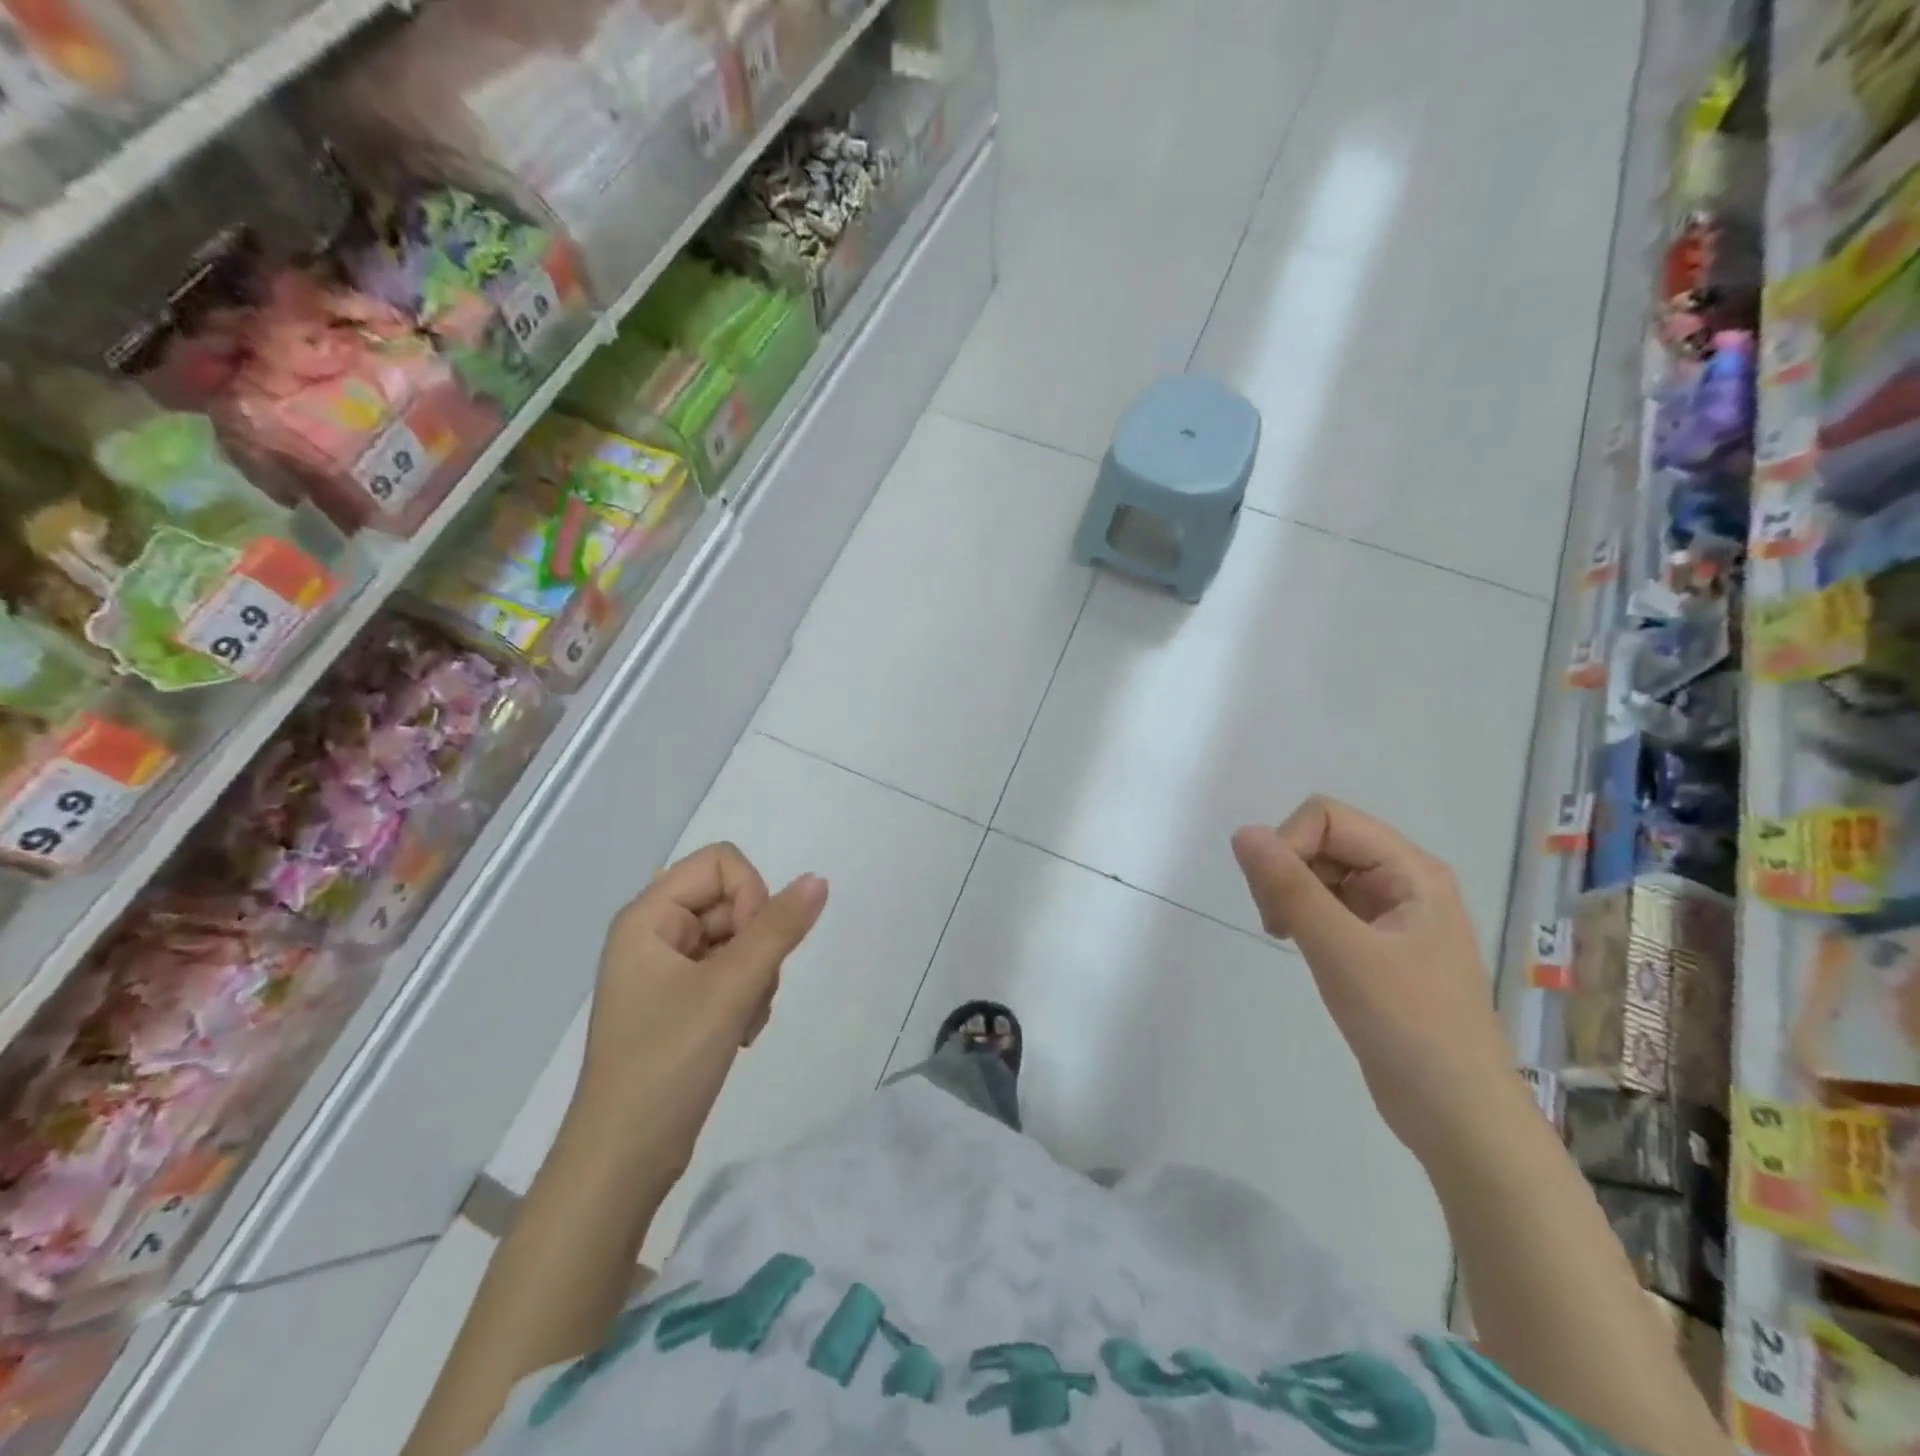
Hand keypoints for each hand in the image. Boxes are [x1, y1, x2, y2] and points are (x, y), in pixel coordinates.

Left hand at [573, 843, 828, 1179]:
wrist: (623, 1160)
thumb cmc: (667, 1064)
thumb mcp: (729, 989)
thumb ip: (778, 929)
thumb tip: (818, 879)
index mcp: (648, 916)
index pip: (722, 863)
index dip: (751, 896)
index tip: (751, 948)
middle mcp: (654, 933)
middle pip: (733, 900)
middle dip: (756, 944)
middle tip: (749, 993)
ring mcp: (666, 969)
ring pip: (739, 938)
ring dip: (757, 975)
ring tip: (743, 1021)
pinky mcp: (679, 1000)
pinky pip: (730, 971)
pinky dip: (747, 995)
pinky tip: (741, 1034)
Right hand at [1232, 797, 1522, 1167]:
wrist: (1457, 1117)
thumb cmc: (1408, 1027)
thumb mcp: (1341, 952)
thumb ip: (1289, 888)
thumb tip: (1243, 833)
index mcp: (1410, 870)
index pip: (1327, 817)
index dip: (1288, 844)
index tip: (1274, 899)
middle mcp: (1403, 881)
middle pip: (1322, 839)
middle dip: (1287, 870)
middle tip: (1277, 923)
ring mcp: (1390, 914)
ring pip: (1319, 872)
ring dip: (1290, 894)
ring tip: (1285, 937)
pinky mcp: (1376, 944)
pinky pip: (1326, 905)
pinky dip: (1301, 916)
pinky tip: (1297, 945)